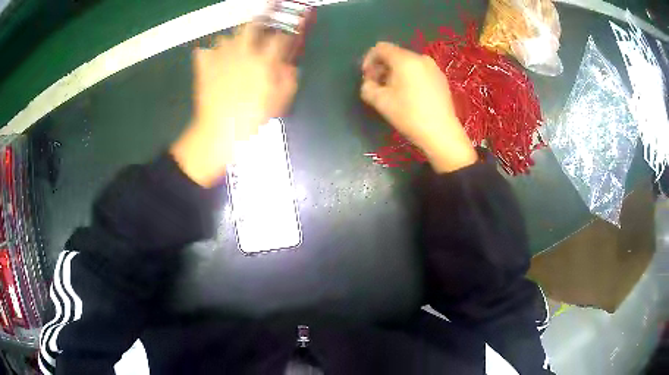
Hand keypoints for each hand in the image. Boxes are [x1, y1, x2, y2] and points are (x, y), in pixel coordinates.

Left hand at [171, 24, 298, 186]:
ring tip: (232, 52)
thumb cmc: (252, 119)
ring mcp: (221, 59)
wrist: (220, 132)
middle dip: (256, 27)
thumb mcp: (278, 103)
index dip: (283, 37)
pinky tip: (212, 61)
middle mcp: (242, 54)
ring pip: (225, 38)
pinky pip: (203, 52)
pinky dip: (208, 53)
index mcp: (263, 62)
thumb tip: (289, 67)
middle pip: (250, 28)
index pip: (278, 39)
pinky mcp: (204, 68)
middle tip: (257, 35)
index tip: (284, 41)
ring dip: (231, 42)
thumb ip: (288, 81)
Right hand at [361, 42, 476, 172]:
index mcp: (405, 59)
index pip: (381, 48)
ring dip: (395, 73)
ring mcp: (433, 67)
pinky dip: (409, 77)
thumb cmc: (409, 115)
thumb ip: (367, 87)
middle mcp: (420, 58)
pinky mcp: (441, 78)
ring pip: (407, 63)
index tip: (367, 77)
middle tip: (377, 86)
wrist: (441, 133)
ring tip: (393, 92)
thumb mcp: (380, 102)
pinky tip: (410, 95)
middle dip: (382, 68)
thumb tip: (369, 83)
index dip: (369, 60)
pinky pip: (419, 71)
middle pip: (395, 55)